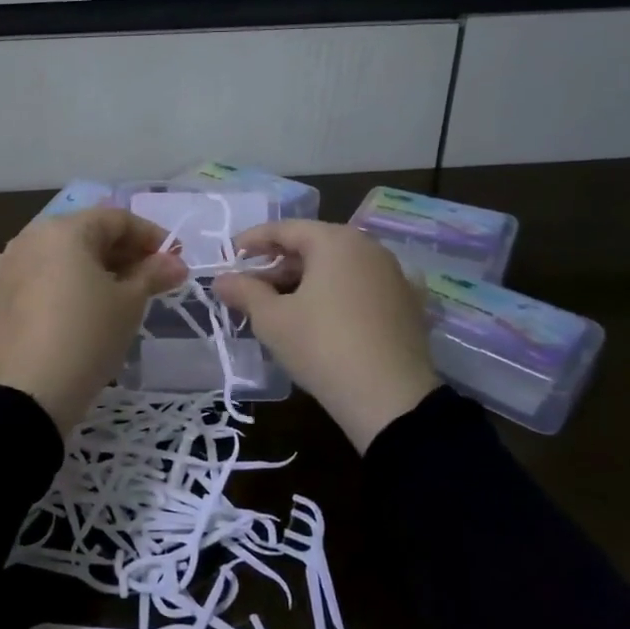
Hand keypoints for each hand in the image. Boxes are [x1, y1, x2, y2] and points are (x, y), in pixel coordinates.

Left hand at [0, 208, 187, 433]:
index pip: (116, 219)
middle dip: (121, 251)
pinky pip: (34, 277)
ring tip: (115, 293)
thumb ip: (152, 274)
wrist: (26, 394)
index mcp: (64, 229)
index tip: (173, 260)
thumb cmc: (87, 337)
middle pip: (85, 233)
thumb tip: (175, 262)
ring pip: (58, 255)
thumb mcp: (129, 305)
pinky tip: (71, 303)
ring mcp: (6, 266)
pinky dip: (58, 282)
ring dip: (91, 266)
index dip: (150, 236)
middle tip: (150, 278)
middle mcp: (30, 237)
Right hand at [215, 220, 438, 453]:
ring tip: (282, 306)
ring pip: (340, 268)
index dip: (253, 241)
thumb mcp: (272, 319)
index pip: (285, 229)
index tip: (230, 256)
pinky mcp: (408, 305)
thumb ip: (244, 292)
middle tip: (252, 288)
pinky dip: (338, 295)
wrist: (390, 399)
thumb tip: (221, 280)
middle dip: (280, 264)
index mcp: (335, 241)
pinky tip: (324, 317)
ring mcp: (394, 276)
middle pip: (315, 246)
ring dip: (308, 281)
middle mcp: (369, 248)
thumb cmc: (321, 346)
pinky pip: (362, 289)